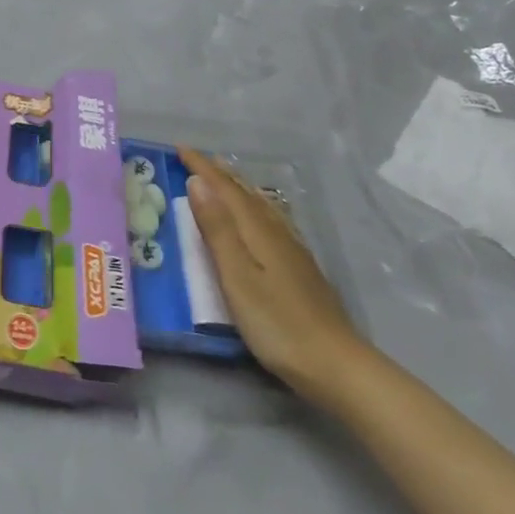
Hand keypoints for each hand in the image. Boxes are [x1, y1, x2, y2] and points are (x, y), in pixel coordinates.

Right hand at [179, 147, 372, 402]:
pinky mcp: (300, 266)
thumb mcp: (237, 276)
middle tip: (197, 157)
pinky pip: (271, 218)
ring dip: (239, 186)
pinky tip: (261, 215)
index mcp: (257, 230)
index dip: (202, 167)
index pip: (225, 188)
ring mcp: (292, 248)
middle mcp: (276, 231)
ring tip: (225, 175)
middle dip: (219, 172)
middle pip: (244, 192)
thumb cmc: (277, 323)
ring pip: (260, 204)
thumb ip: (217, 229)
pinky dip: (257, 205)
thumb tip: (198, 183)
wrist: (335, 364)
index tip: (179, 149)